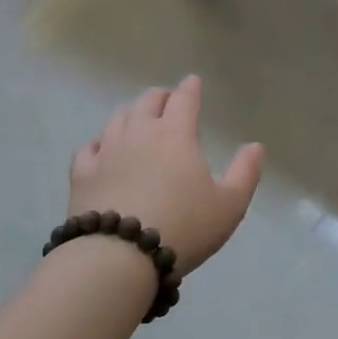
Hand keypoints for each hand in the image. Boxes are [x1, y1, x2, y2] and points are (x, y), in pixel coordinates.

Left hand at [69, 76, 262, 277]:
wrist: (119, 256)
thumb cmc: (183, 228)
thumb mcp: (229, 205)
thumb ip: (245, 173)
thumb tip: (255, 146)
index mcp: (176, 135)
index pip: (184, 99)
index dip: (191, 88)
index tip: (193, 82)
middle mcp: (140, 133)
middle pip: (148, 101)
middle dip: (161, 97)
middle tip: (168, 101)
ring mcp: (107, 150)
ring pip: (118, 118)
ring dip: (132, 114)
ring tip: (138, 120)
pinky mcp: (82, 173)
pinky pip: (89, 147)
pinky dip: (100, 143)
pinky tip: (102, 149)